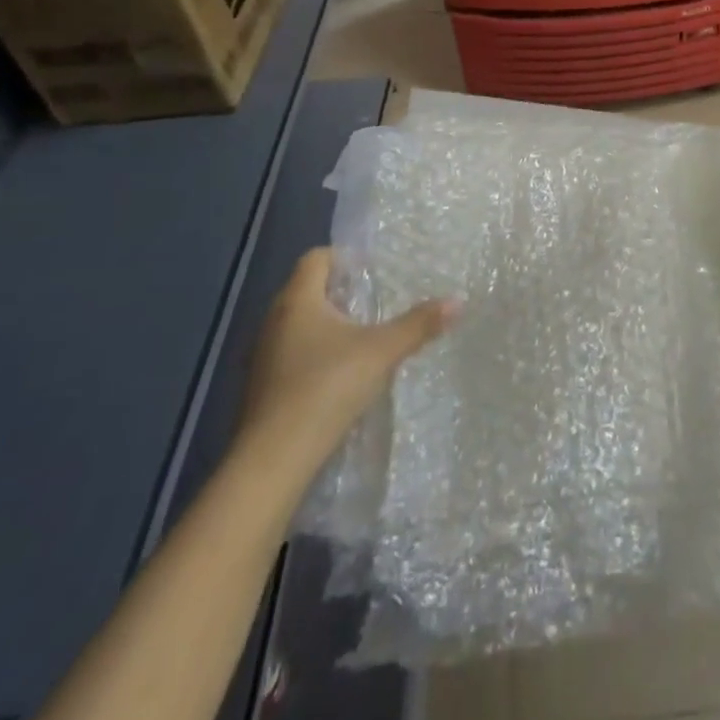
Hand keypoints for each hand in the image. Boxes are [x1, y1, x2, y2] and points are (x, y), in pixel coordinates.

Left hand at [236, 248, 456, 478]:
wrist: (272, 461)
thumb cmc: (326, 387)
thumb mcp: (382, 351)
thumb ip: (419, 324)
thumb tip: (458, 300)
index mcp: (297, 300)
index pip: (316, 257)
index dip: (344, 257)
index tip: (373, 270)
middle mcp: (273, 321)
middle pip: (306, 290)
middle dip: (340, 293)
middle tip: (375, 302)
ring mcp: (262, 356)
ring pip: (297, 325)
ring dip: (326, 327)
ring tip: (362, 339)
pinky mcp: (260, 388)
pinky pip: (290, 355)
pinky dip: (313, 356)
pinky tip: (338, 376)